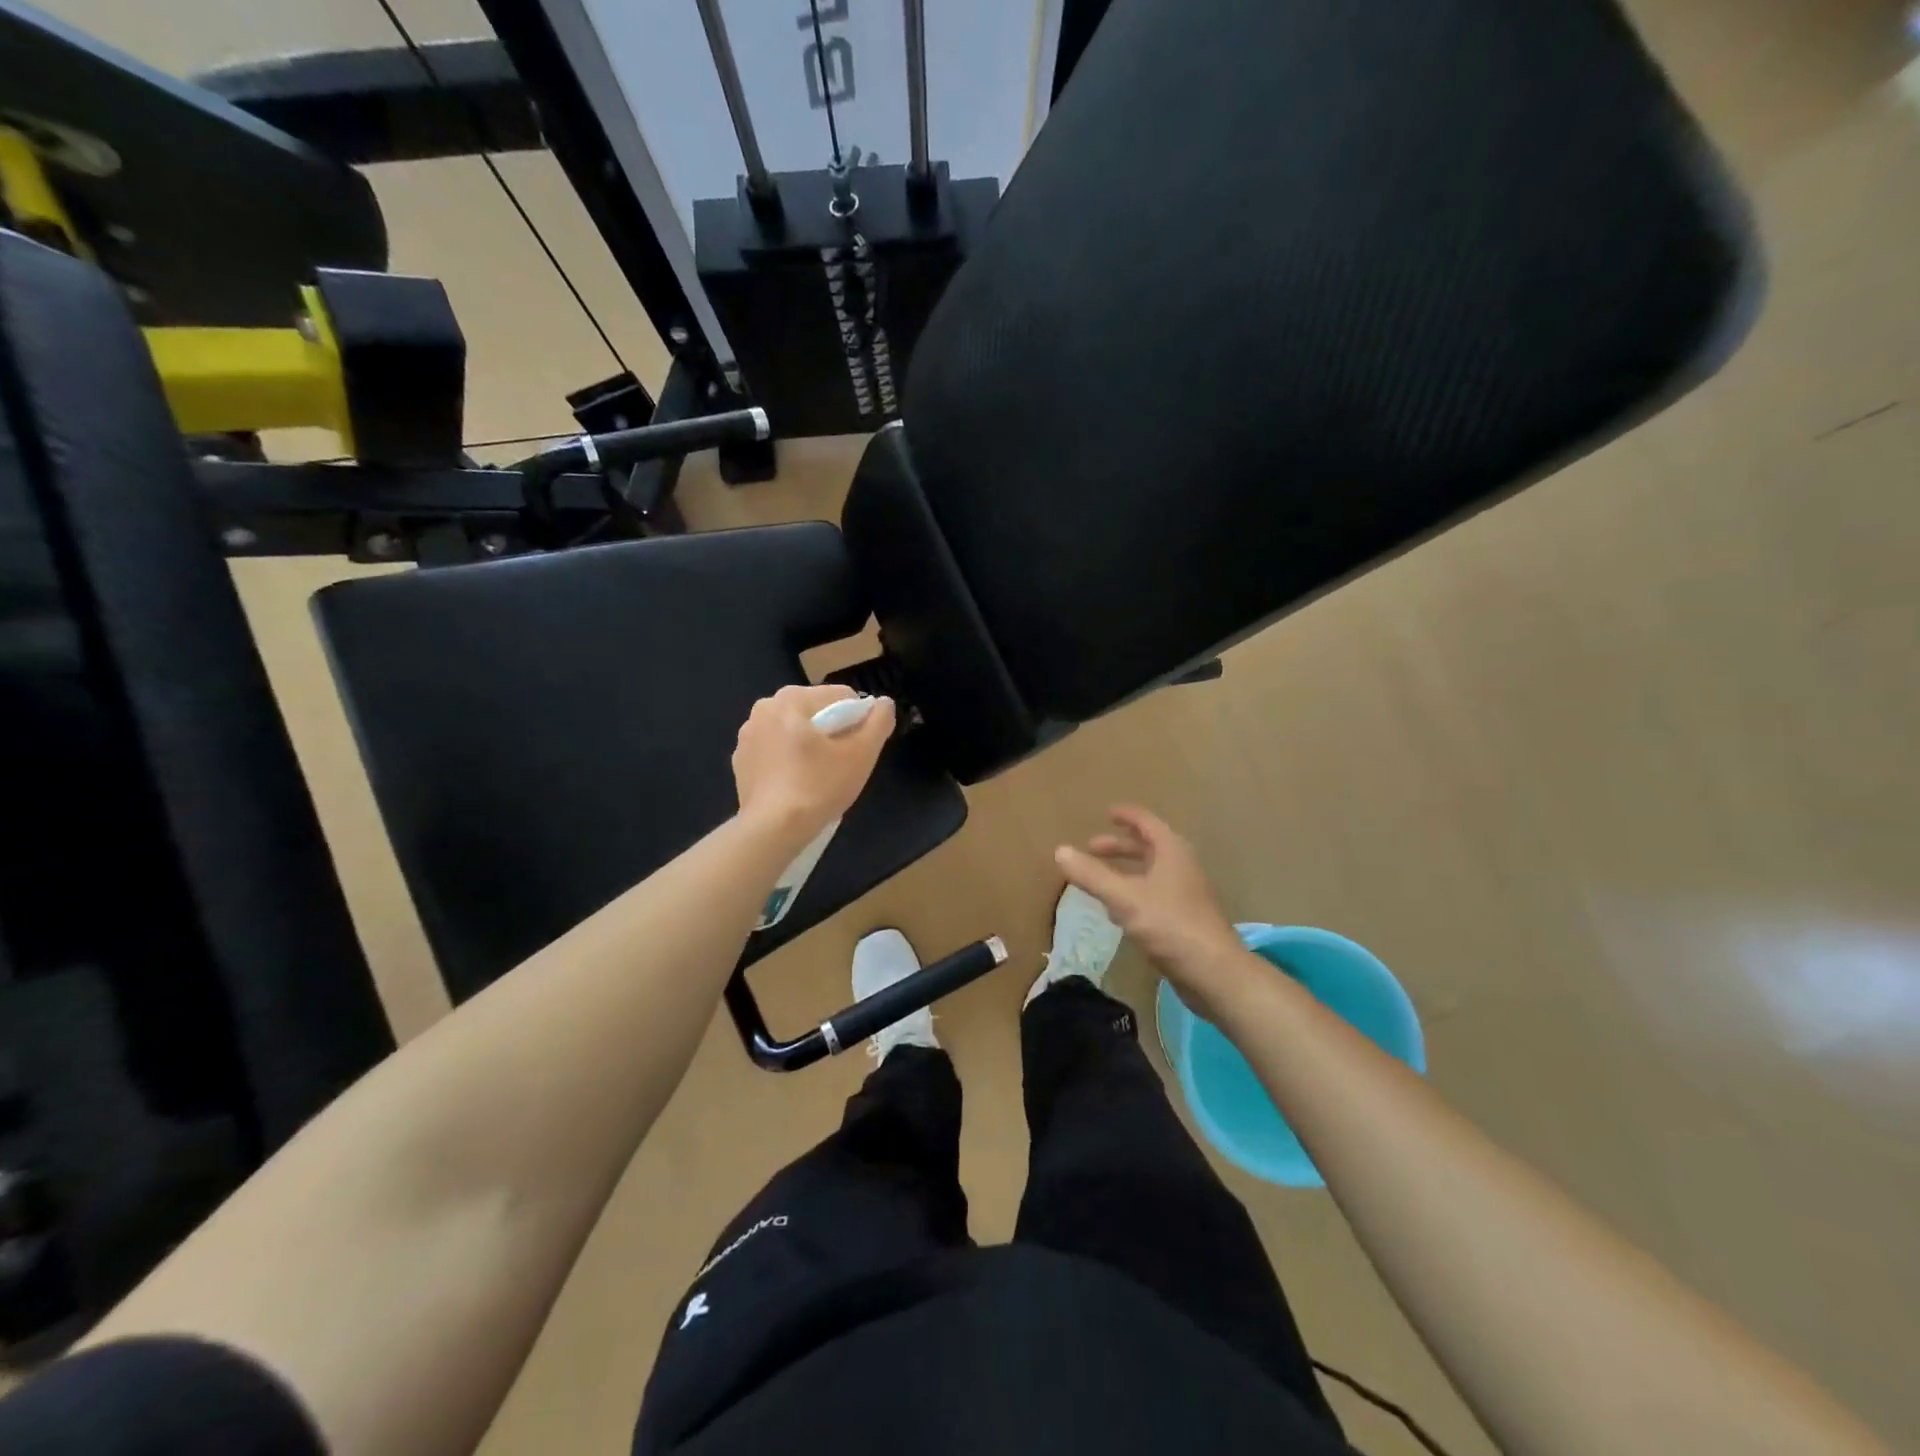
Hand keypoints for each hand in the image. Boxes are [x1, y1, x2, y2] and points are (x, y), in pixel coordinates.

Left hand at [732, 685, 894, 850]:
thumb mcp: (862, 754)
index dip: (859, 721)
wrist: (773, 830)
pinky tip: (797, 785)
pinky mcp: (741, 761)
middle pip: (816, 712)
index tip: (860, 749)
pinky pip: (776, 752)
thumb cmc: (820, 786)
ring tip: (820, 777)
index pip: (841, 697)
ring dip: (810, 746)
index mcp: (791, 698)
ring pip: (794, 732)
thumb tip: (884, 703)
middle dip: (833, 732)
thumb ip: (878, 721)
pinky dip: (789, 761)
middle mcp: (764, 708)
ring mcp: (747, 736)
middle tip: (842, 764)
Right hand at [1055, 806, 1252, 1015]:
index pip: (1147, 823)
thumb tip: (1060, 851)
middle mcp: (1181, 867)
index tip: (1107, 813)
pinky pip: (1154, 896)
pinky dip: (1133, 893)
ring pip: (1151, 873)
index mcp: (1172, 852)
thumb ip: (1091, 875)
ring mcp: (1185, 894)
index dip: (1127, 816)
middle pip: (1148, 848)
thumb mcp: (1124, 898)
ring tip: (1099, 878)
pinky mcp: (1184, 919)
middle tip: (1092, 848)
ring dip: (1126, 871)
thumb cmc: (1170, 925)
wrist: (1214, 972)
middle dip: (1120, 847)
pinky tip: (1117, 911)